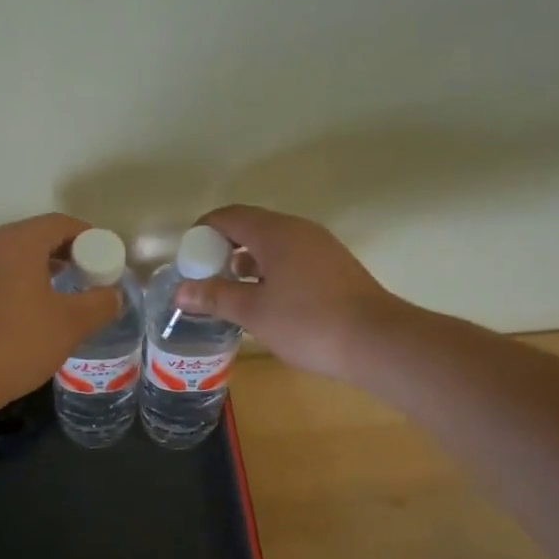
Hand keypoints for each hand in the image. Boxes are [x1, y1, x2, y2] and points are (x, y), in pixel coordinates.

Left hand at [0, 214, 120, 410]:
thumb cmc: (18, 341)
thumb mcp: (70, 325)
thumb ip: (100, 304)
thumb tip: (114, 295)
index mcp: (19, 242)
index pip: (61, 223)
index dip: (90, 237)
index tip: (107, 258)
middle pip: (37, 236)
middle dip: (68, 253)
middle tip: (90, 275)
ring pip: (17, 256)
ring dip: (44, 268)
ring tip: (67, 292)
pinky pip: (0, 274)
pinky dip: (22, 282)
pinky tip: (35, 308)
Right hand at [174, 205, 403, 382]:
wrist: (377, 341)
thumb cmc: (308, 322)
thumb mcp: (253, 312)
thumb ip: (215, 297)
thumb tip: (181, 291)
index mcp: (275, 232)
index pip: (228, 217)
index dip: (202, 233)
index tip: (188, 260)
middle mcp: (298, 230)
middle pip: (250, 227)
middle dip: (222, 248)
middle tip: (205, 277)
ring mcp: (320, 247)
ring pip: (273, 243)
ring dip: (247, 261)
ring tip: (231, 292)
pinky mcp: (334, 266)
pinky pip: (291, 257)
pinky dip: (270, 270)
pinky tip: (266, 300)